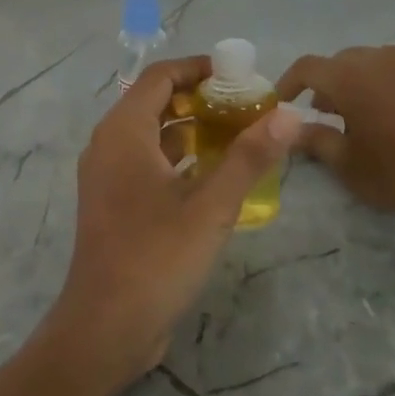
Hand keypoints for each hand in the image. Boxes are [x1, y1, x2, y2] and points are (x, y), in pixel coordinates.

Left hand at [43, 56, 301, 384]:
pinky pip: (146, 164)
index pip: (160, 77)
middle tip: (247, 107)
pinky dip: (177, 159)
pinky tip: (213, 175)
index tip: (239, 75)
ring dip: (191, 129)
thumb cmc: (156, 258)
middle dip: (200, 99)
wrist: (106, 327)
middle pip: (155, 103)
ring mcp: (107, 177)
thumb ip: (249, 157)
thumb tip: (288, 115)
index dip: (198, 68)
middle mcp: (108, 146)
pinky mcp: (114, 204)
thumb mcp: (211, 206)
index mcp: (123, 133)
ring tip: (238, 135)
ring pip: (151, 136)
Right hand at [276, 45, 394, 228]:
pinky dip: (375, 87)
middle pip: (336, 63)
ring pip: (364, 66)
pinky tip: (382, 118)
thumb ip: (315, 141)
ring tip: (350, 118)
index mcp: (348, 76)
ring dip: (349, 85)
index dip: (288, 83)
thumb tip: (292, 129)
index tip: (281, 104)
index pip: (306, 67)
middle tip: (318, 115)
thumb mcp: (347, 163)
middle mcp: (375, 60)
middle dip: (321, 86)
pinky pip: (388, 73)